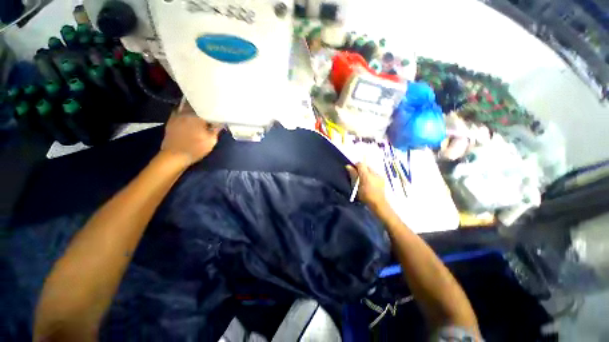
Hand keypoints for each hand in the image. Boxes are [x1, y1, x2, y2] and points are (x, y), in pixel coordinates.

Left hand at [160, 100, 220, 164]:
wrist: (174, 156)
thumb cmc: (195, 148)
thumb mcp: (211, 141)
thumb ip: (216, 129)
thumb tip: (220, 122)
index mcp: (197, 116)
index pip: (208, 108)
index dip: (214, 109)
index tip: (219, 112)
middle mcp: (186, 112)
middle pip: (196, 105)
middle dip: (204, 107)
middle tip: (210, 111)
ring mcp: (176, 116)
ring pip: (188, 107)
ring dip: (195, 109)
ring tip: (201, 113)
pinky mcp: (171, 121)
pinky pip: (180, 112)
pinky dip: (186, 113)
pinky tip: (190, 117)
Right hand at [346, 162, 387, 208]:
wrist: (378, 203)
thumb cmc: (364, 195)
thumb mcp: (356, 185)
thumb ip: (353, 174)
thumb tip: (348, 166)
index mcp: (366, 174)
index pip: (360, 164)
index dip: (355, 165)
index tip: (352, 170)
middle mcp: (374, 172)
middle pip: (366, 166)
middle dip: (361, 169)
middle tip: (357, 177)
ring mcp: (379, 175)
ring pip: (371, 170)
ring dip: (366, 173)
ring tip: (364, 181)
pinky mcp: (383, 179)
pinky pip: (375, 174)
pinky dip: (371, 176)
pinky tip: (370, 183)